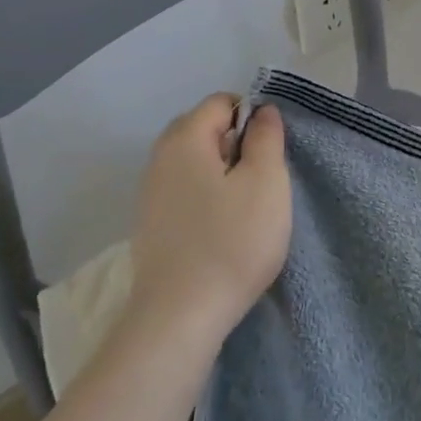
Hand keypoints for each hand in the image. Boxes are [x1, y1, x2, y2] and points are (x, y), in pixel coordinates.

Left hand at [127, 94, 291, 346]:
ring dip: (223, 173)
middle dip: (236, 144)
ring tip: (245, 207)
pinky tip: (222, 229)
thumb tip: (261, 112)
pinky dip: (206, 197)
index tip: (271, 152)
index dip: (253, 117)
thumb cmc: (232, 241)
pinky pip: (184, 191)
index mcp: (185, 139)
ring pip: (194, 162)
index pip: (221, 102)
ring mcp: (149, 194)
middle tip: (261, 178)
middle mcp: (159, 158)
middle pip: (203, 129)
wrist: (180, 318)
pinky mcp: (150, 226)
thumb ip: (266, 137)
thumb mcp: (267, 181)